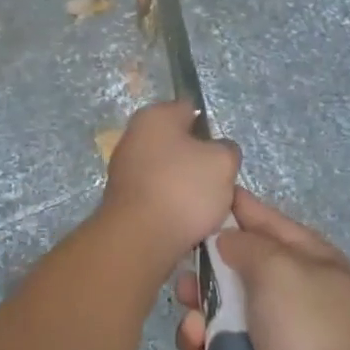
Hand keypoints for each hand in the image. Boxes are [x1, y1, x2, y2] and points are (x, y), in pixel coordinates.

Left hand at [97, 100, 240, 276]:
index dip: (210, 129)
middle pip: (178, 142)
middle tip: (217, 183)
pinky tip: (183, 221)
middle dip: (197, 161)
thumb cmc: (183, 189)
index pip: (189, 109)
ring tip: (203, 208)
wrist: (138, 239)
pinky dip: (170, 204)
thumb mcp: (223, 161)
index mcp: (155, 115)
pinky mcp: (122, 198)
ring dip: (185, 186)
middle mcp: (133, 135)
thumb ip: (227, 148)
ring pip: (168, 171)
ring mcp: (124, 167)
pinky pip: (156, 194)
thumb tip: (217, 152)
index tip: (222, 154)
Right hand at [173, 188, 349, 349]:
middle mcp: (290, 301)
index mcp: (308, 263)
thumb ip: (246, 243)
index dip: (234, 211)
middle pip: (232, 278)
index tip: (197, 200)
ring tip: (194, 339)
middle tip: (184, 290)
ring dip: (196, 332)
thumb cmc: (309, 329)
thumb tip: (226, 239)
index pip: (266, 223)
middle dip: (202, 284)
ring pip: (215, 327)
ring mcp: (272, 348)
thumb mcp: (280, 267)